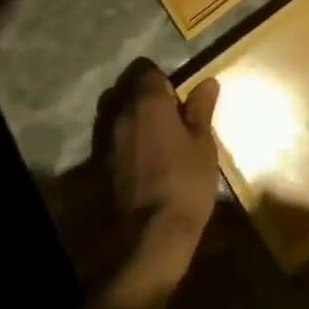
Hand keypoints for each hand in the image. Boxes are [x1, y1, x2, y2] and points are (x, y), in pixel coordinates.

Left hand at [107, 64, 221, 286]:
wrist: (150, 238)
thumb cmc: (184, 182)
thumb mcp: (203, 144)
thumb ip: (201, 109)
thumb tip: (207, 82)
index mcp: (147, 100)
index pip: (148, 70)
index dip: (164, 80)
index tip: (180, 99)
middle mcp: (121, 112)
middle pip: (130, 90)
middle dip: (147, 99)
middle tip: (172, 120)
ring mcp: (107, 139)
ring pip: (119, 114)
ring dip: (135, 121)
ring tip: (158, 142)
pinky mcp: (100, 164)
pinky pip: (114, 140)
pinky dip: (127, 143)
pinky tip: (144, 163)